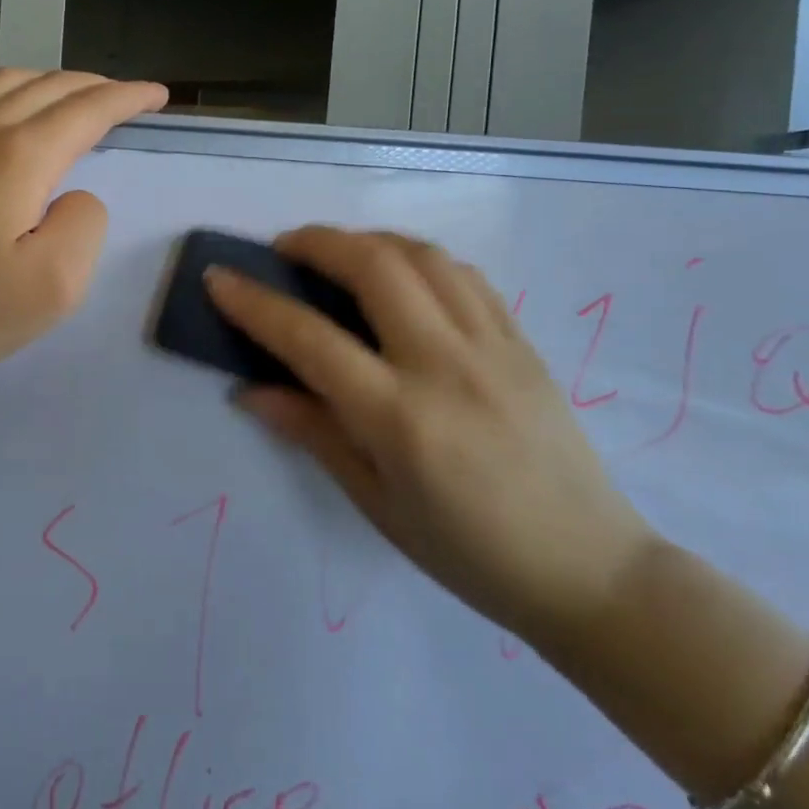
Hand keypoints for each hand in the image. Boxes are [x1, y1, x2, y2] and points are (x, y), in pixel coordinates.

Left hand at [0, 68, 167, 397]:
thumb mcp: (56, 284)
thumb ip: (84, 223)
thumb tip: (72, 194)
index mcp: (20, 157)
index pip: (87, 110)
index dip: (128, 98)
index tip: (157, 95)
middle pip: (47, 88)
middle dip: (95, 87)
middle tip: (125, 100)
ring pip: (0, 81)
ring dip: (45, 81)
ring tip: (69, 98)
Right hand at [206, 226, 654, 649]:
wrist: (590, 569)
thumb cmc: (467, 551)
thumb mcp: (376, 503)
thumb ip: (313, 432)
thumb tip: (251, 390)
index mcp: (401, 418)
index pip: (310, 339)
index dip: (254, 302)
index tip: (219, 277)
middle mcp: (446, 366)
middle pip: (373, 268)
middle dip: (316, 242)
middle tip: (283, 249)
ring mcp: (492, 346)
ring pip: (422, 256)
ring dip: (368, 240)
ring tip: (338, 253)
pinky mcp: (523, 341)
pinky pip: (465, 274)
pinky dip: (419, 258)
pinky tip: (401, 274)